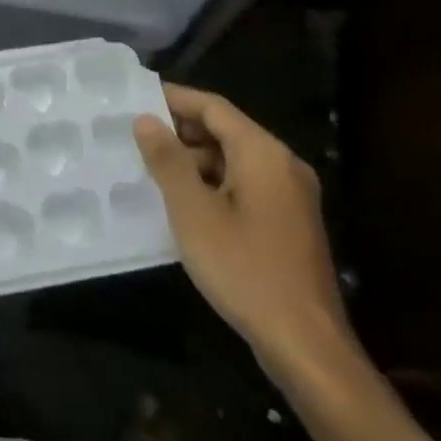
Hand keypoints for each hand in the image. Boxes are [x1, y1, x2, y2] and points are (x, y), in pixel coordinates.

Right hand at [134, 85, 362, 389]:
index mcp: (263, 153)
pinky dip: (213, 184)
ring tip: (151, 171)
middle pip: (227, 131)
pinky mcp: (289, 222)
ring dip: (195, 160)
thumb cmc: (244, 269)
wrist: (305, 343)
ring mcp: (291, 195)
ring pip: (235, 160)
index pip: (214, 107)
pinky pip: (245, 186)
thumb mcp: (193, 212)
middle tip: (135, 136)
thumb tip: (146, 120)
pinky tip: (184, 203)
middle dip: (181, 131)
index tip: (136, 97)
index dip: (174, 98)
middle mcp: (283, 164)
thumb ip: (168, 161)